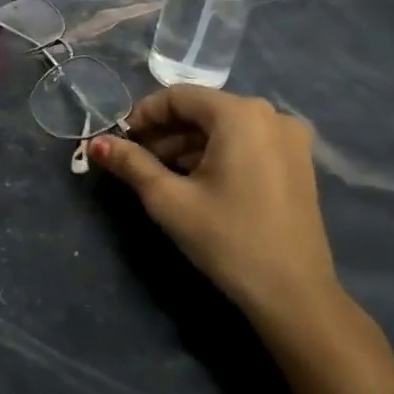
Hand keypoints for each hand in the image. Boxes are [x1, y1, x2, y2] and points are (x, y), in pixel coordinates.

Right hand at [90, 87, 338, 319]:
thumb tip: (96, 143)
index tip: (120, 141)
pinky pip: (246, 142)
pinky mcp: (298, 162)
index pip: (178, 97)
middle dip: (164, 131)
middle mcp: (270, 115)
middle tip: (135, 159)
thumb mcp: (169, 200)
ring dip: (188, 144)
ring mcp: (290, 138)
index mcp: (240, 114)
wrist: (294, 296)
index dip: (143, 115)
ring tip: (160, 173)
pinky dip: (216, 153)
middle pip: (202, 110)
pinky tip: (195, 180)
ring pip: (224, 127)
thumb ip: (131, 163)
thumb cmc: (228, 239)